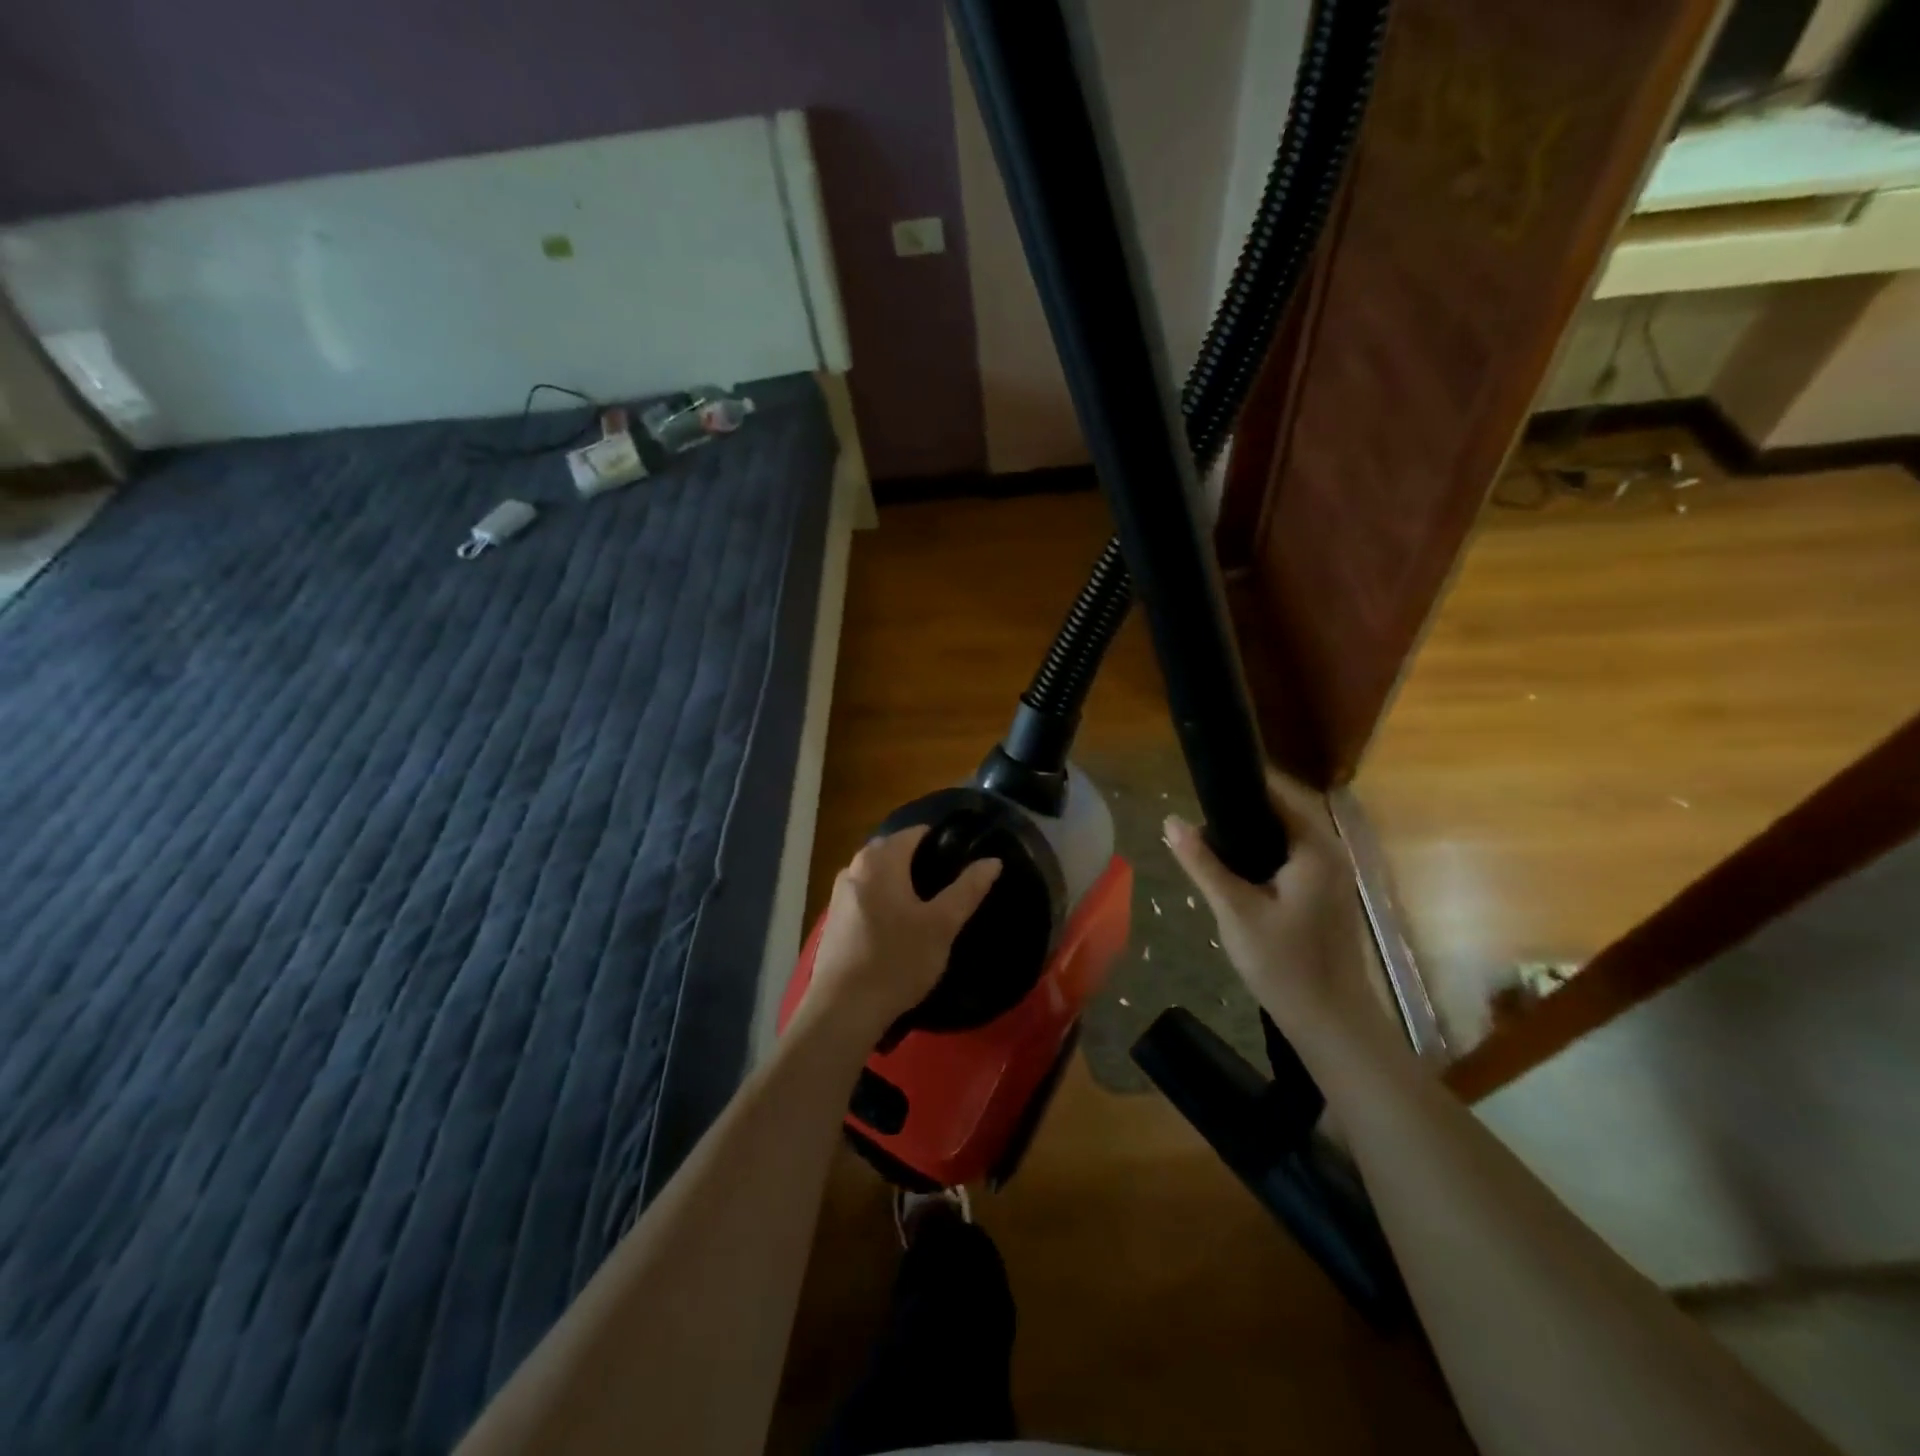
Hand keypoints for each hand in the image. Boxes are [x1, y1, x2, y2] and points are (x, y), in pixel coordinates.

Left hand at [799, 827, 1001, 1043]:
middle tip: (950, 886)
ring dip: (901, 883)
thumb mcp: (942, 925)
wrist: (843, 1010)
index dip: (942, 842)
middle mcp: (854, 867)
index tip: (963, 862)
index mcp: (880, 860)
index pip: (916, 833)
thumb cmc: (897, 960)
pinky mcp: (834, 920)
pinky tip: (899, 928)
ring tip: (929, 907)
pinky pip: (866, 896)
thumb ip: (968, 889)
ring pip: (878, 875)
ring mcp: (839, 894)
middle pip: (894, 851)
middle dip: (921, 862)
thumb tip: (992, 861)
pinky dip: (884, 901)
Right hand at [1163, 772, 1383, 1046]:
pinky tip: (1233, 870)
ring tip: (1206, 840)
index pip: (1277, 794)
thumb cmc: (1284, 964)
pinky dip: (1262, 855)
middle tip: (1196, 818)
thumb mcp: (1235, 911)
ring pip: (1285, 837)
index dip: (1240, 785)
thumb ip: (1202, 863)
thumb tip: (1171, 821)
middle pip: (1282, 813)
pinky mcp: (1325, 894)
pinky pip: (1290, 858)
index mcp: (1315, 848)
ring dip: (1250, 835)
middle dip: (1239, 811)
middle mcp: (1330, 853)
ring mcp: (1332, 875)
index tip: (1202, 784)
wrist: (1330, 1022)